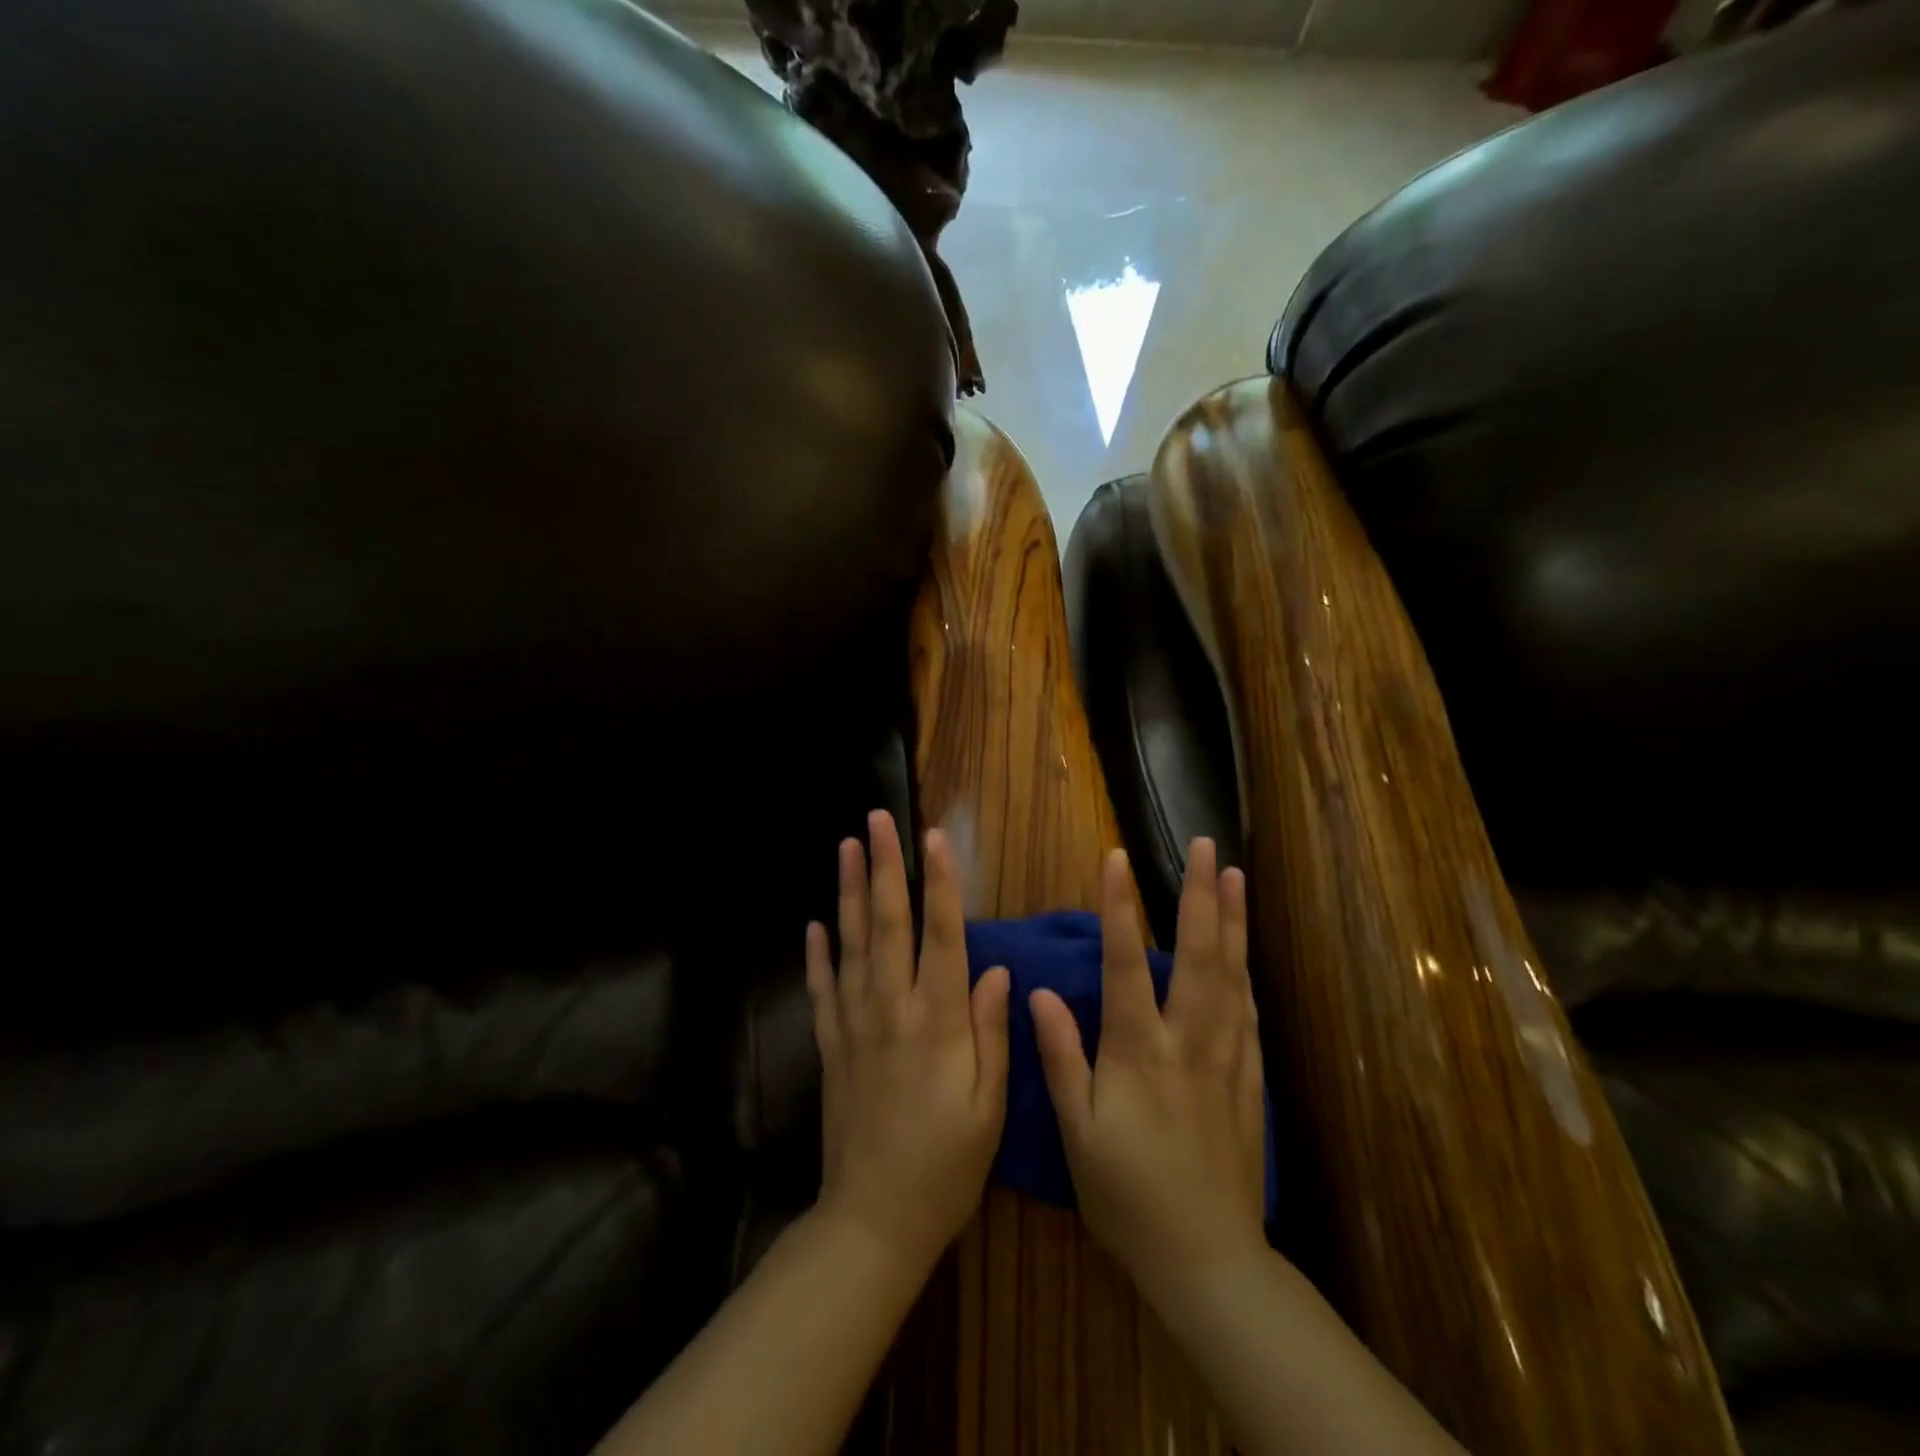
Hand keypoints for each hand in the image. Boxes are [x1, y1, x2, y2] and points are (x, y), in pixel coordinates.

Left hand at [806, 810, 1010, 1272]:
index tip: (933, 837)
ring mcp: (854, 1025)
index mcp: (938, 1022)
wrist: (874, 1220)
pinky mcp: (830, 1046)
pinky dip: (817, 954)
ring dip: (849, 892)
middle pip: (887, 924)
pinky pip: (821, 989)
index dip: (939, 883)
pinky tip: (815, 923)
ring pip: (851, 944)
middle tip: (877, 819)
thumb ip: (991, 1032)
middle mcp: (892, 1009)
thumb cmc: (946, 1165)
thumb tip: (997, 970)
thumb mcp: (989, 1106)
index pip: (941, 936)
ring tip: (847, 847)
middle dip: (885, 867)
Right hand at [1030, 840, 1265, 1298]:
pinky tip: (1245, 948)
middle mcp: (1188, 1040)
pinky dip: (1246, 968)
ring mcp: (1226, 1056)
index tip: (1116, 856)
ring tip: (1234, 875)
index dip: (1119, 907)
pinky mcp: (1248, 1077)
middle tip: (1204, 846)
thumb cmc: (1127, 1193)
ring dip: (1232, 920)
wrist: (1206, 1256)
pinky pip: (1248, 1010)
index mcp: (1139, 1050)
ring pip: (1231, 974)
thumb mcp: (1076, 1131)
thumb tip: (1038, 992)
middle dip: (1199, 895)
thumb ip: (1060, 1056)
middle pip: (1197, 954)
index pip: (1126, 963)